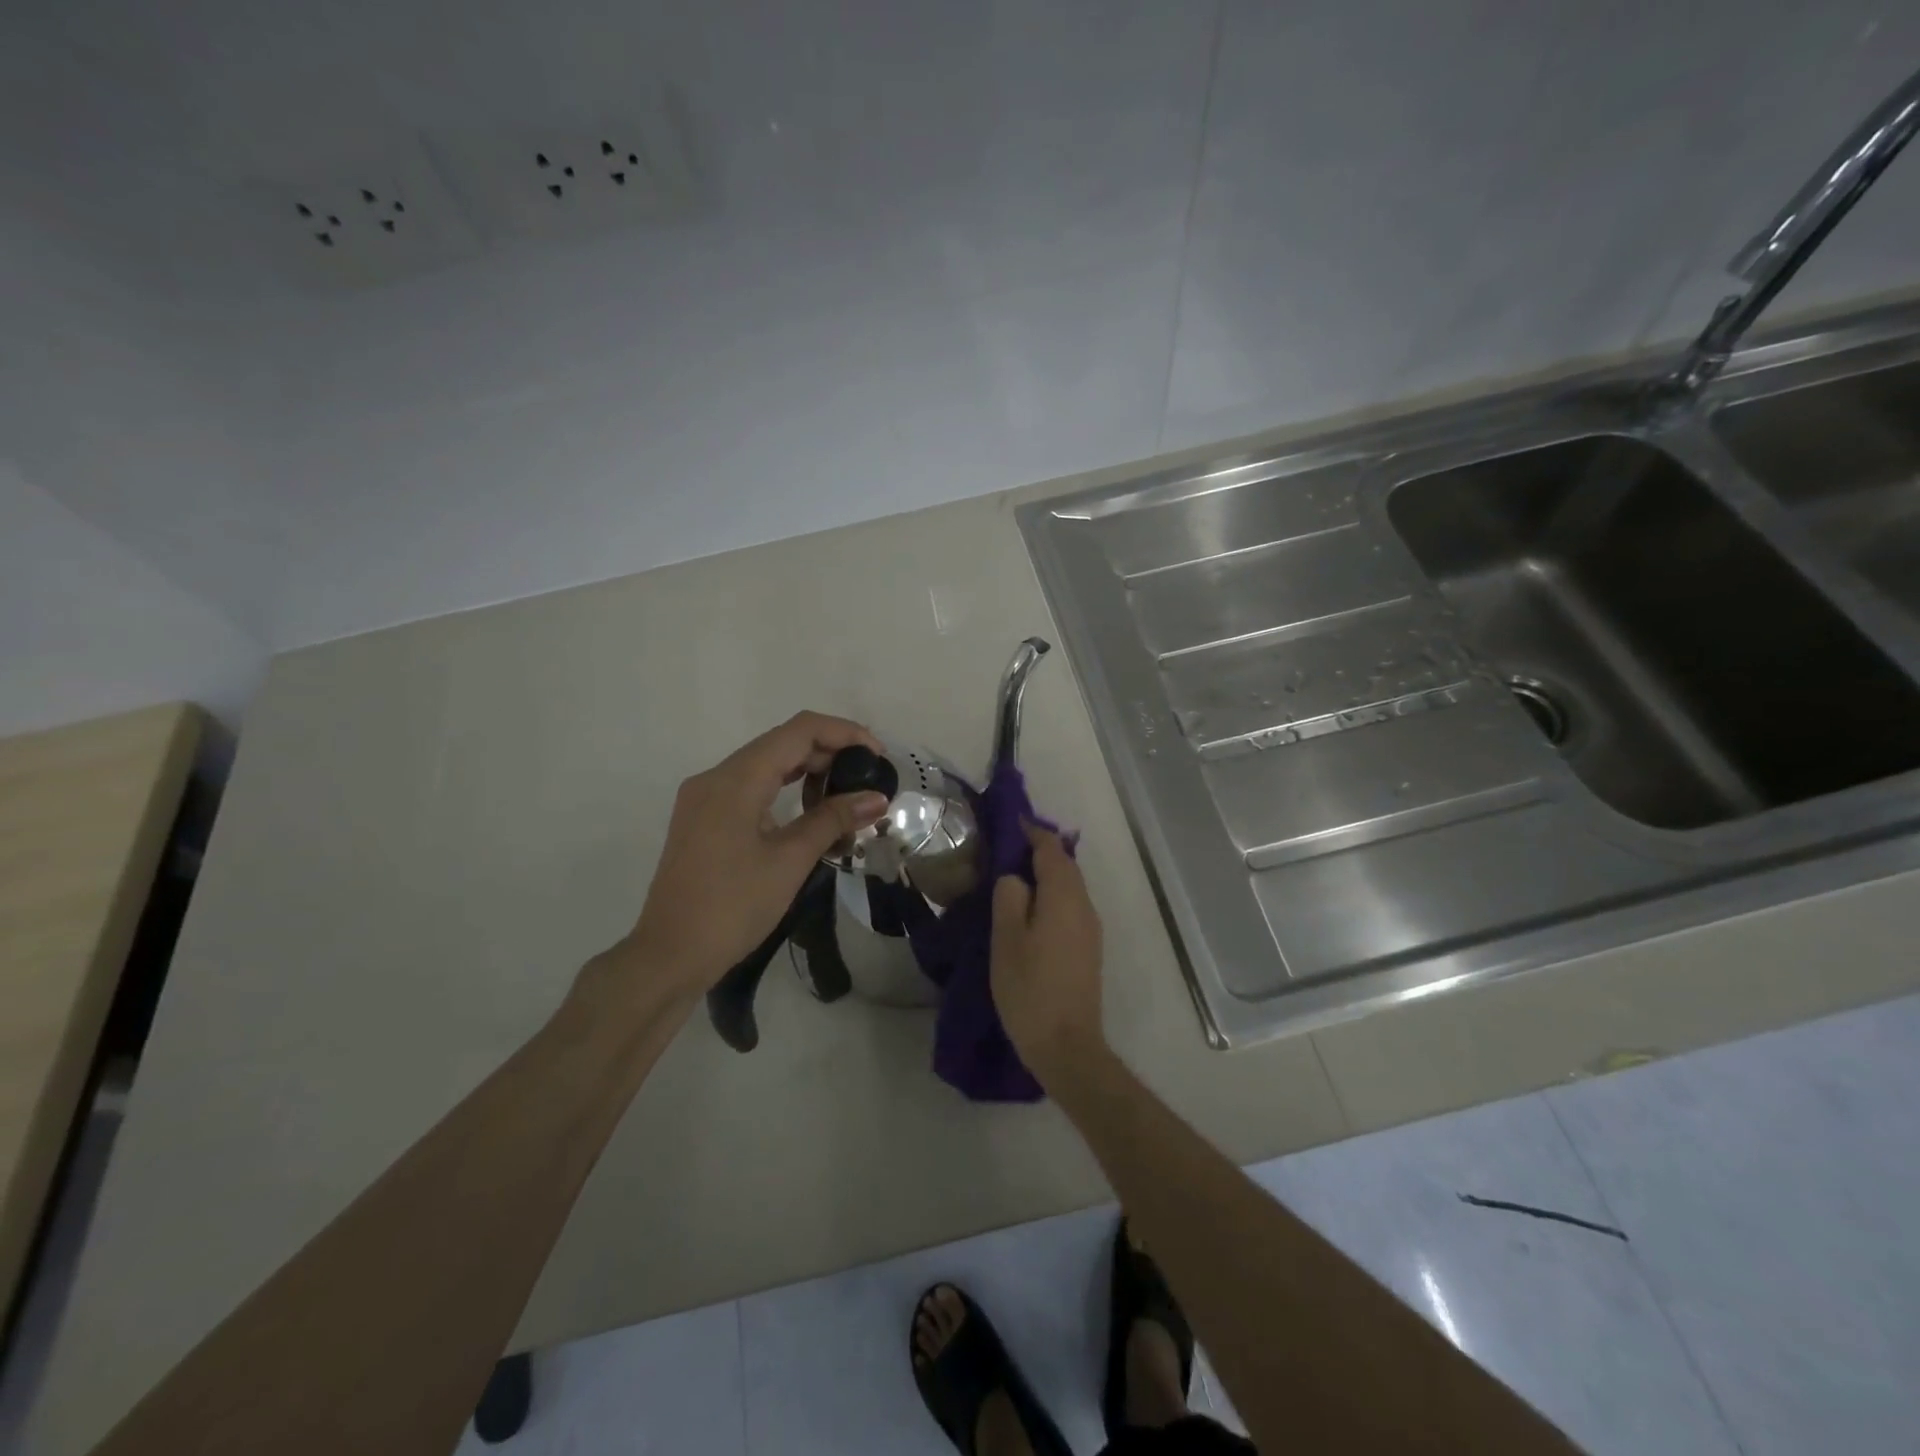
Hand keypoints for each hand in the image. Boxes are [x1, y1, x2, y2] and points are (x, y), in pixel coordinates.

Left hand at [621, 713, 889, 994]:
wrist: (669, 956)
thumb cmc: (732, 907)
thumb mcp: (790, 861)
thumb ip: (833, 820)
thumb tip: (877, 798)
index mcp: (735, 779)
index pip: (799, 731)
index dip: (844, 733)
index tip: (878, 756)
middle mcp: (715, 777)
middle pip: (781, 743)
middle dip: (829, 754)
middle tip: (868, 782)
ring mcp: (704, 797)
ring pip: (766, 765)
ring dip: (808, 773)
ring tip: (845, 800)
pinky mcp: (703, 819)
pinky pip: (750, 788)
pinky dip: (784, 791)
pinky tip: (810, 815)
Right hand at [990, 823, 1106, 1080]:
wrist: (1067, 1045)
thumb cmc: (1030, 988)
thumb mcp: (1006, 938)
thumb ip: (1010, 897)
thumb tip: (1016, 878)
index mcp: (1064, 897)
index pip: (1051, 850)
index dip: (1033, 833)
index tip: (1012, 823)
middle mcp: (1084, 906)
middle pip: (1065, 867)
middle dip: (1040, 852)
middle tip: (1007, 849)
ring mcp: (1090, 930)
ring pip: (1069, 888)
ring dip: (1046, 876)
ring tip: (1014, 879)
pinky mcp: (1088, 950)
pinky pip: (1070, 908)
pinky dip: (1052, 897)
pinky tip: (1030, 912)